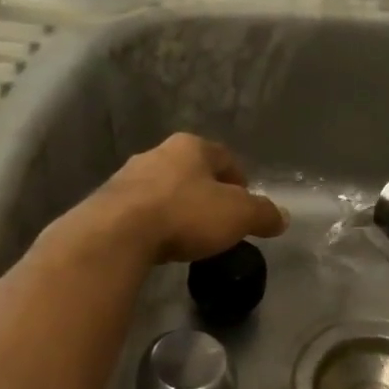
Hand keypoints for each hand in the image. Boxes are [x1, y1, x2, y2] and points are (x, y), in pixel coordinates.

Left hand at [70, 133, 287, 264]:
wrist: (118, 233)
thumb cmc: (186, 214)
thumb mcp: (238, 215)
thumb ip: (262, 214)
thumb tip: (282, 217)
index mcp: (191, 146)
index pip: (224, 157)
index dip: (238, 179)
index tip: (245, 202)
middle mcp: (157, 153)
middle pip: (191, 171)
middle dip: (206, 192)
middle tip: (218, 219)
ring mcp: (127, 176)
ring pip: (163, 188)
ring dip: (176, 206)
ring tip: (187, 233)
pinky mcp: (106, 202)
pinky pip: (140, 210)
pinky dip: (153, 221)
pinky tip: (158, 241)